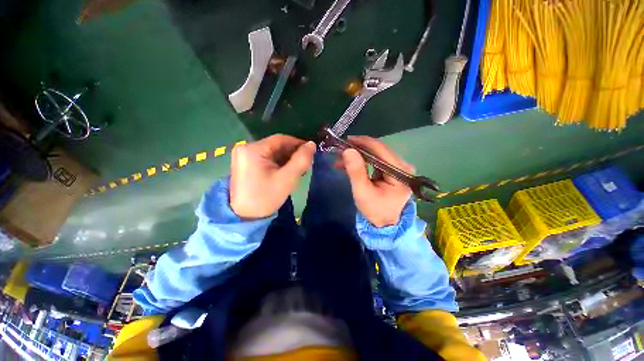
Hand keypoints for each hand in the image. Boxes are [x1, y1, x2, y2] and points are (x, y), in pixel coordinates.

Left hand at [230, 134, 315, 218]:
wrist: (245, 217)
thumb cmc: (266, 197)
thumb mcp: (287, 179)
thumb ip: (301, 160)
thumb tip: (312, 144)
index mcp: (253, 149)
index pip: (281, 139)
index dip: (298, 144)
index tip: (311, 152)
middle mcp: (245, 148)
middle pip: (276, 146)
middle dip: (292, 154)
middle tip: (305, 165)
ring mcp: (244, 156)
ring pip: (273, 153)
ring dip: (286, 160)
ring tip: (297, 171)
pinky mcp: (246, 164)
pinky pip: (267, 159)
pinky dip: (278, 164)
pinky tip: (286, 172)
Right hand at [342, 136, 413, 227]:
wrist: (386, 225)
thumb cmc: (376, 211)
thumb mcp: (363, 192)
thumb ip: (356, 171)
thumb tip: (348, 150)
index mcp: (399, 171)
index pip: (381, 149)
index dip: (363, 142)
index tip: (346, 140)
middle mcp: (401, 166)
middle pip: (378, 151)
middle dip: (358, 149)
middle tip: (340, 149)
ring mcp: (396, 169)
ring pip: (374, 156)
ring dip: (357, 156)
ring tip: (340, 157)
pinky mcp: (390, 172)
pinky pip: (374, 163)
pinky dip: (361, 162)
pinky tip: (347, 164)